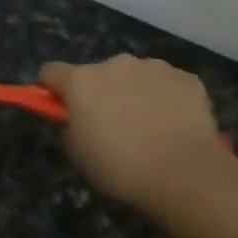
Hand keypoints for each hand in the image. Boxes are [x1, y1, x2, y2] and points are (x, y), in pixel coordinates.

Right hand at [38, 55, 225, 210]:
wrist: (186, 174)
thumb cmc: (120, 167)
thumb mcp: (77, 153)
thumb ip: (69, 125)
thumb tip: (75, 116)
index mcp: (81, 80)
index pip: (50, 71)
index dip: (52, 89)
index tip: (60, 108)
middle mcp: (115, 63)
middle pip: (96, 73)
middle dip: (98, 92)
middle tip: (110, 124)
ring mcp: (154, 67)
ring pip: (133, 76)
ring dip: (132, 92)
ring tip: (147, 126)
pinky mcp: (187, 78)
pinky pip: (166, 84)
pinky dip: (164, 98)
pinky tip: (173, 125)